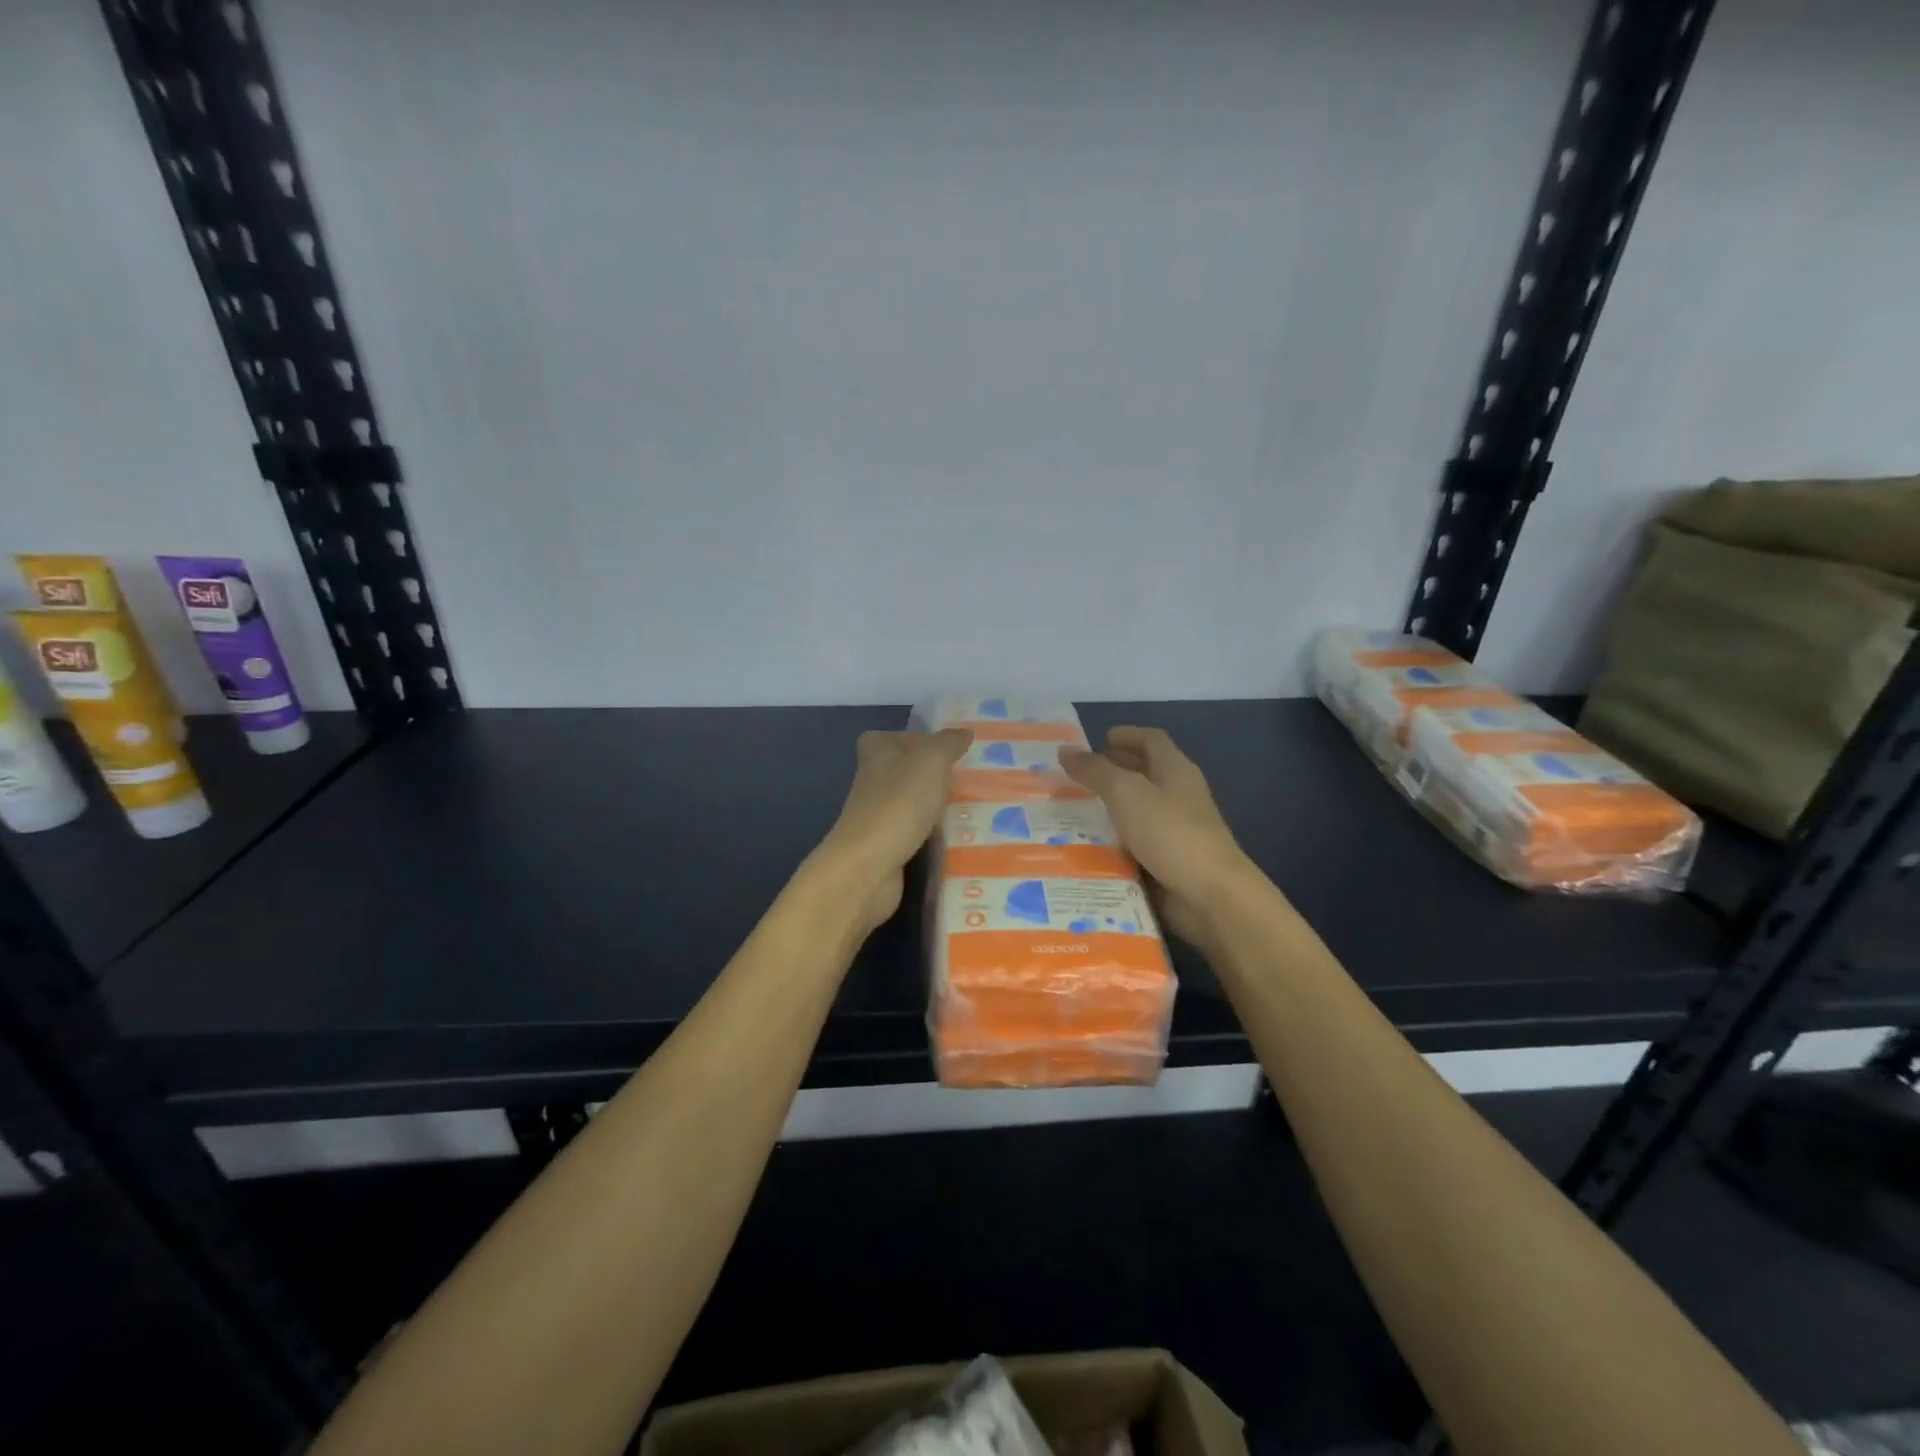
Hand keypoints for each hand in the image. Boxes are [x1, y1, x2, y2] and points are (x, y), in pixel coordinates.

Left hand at [814, 729, 971, 934]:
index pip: (895, 736)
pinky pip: (917, 834)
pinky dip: (935, 836)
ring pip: (914, 804)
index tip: (951, 749)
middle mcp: (873, 781)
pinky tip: (961, 838)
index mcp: (876, 753)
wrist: (868, 867)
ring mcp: (878, 816)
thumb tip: (964, 732)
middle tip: (975, 779)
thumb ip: (948, 743)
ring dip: (939, 807)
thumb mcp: (930, 761)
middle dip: (937, 775)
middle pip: (908, 771)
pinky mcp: (887, 847)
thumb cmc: (898, 803)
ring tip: (977, 808)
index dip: (920, 740)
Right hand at [1059, 727, 1252, 948]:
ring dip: (1111, 808)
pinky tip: (1089, 847)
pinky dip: (1116, 841)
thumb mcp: (1125, 793)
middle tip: (1079, 775)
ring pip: (1139, 810)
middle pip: (1147, 773)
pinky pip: (1137, 843)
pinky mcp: (1170, 861)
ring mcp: (1177, 830)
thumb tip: (1065, 750)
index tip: (1100, 738)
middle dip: (1115, 770)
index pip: (1152, 741)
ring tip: (1074, 811)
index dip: (1128, 735)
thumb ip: (1095, 771)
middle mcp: (1179, 795)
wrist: (1210, 895)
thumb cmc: (1170, 832)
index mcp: (1176, 770)